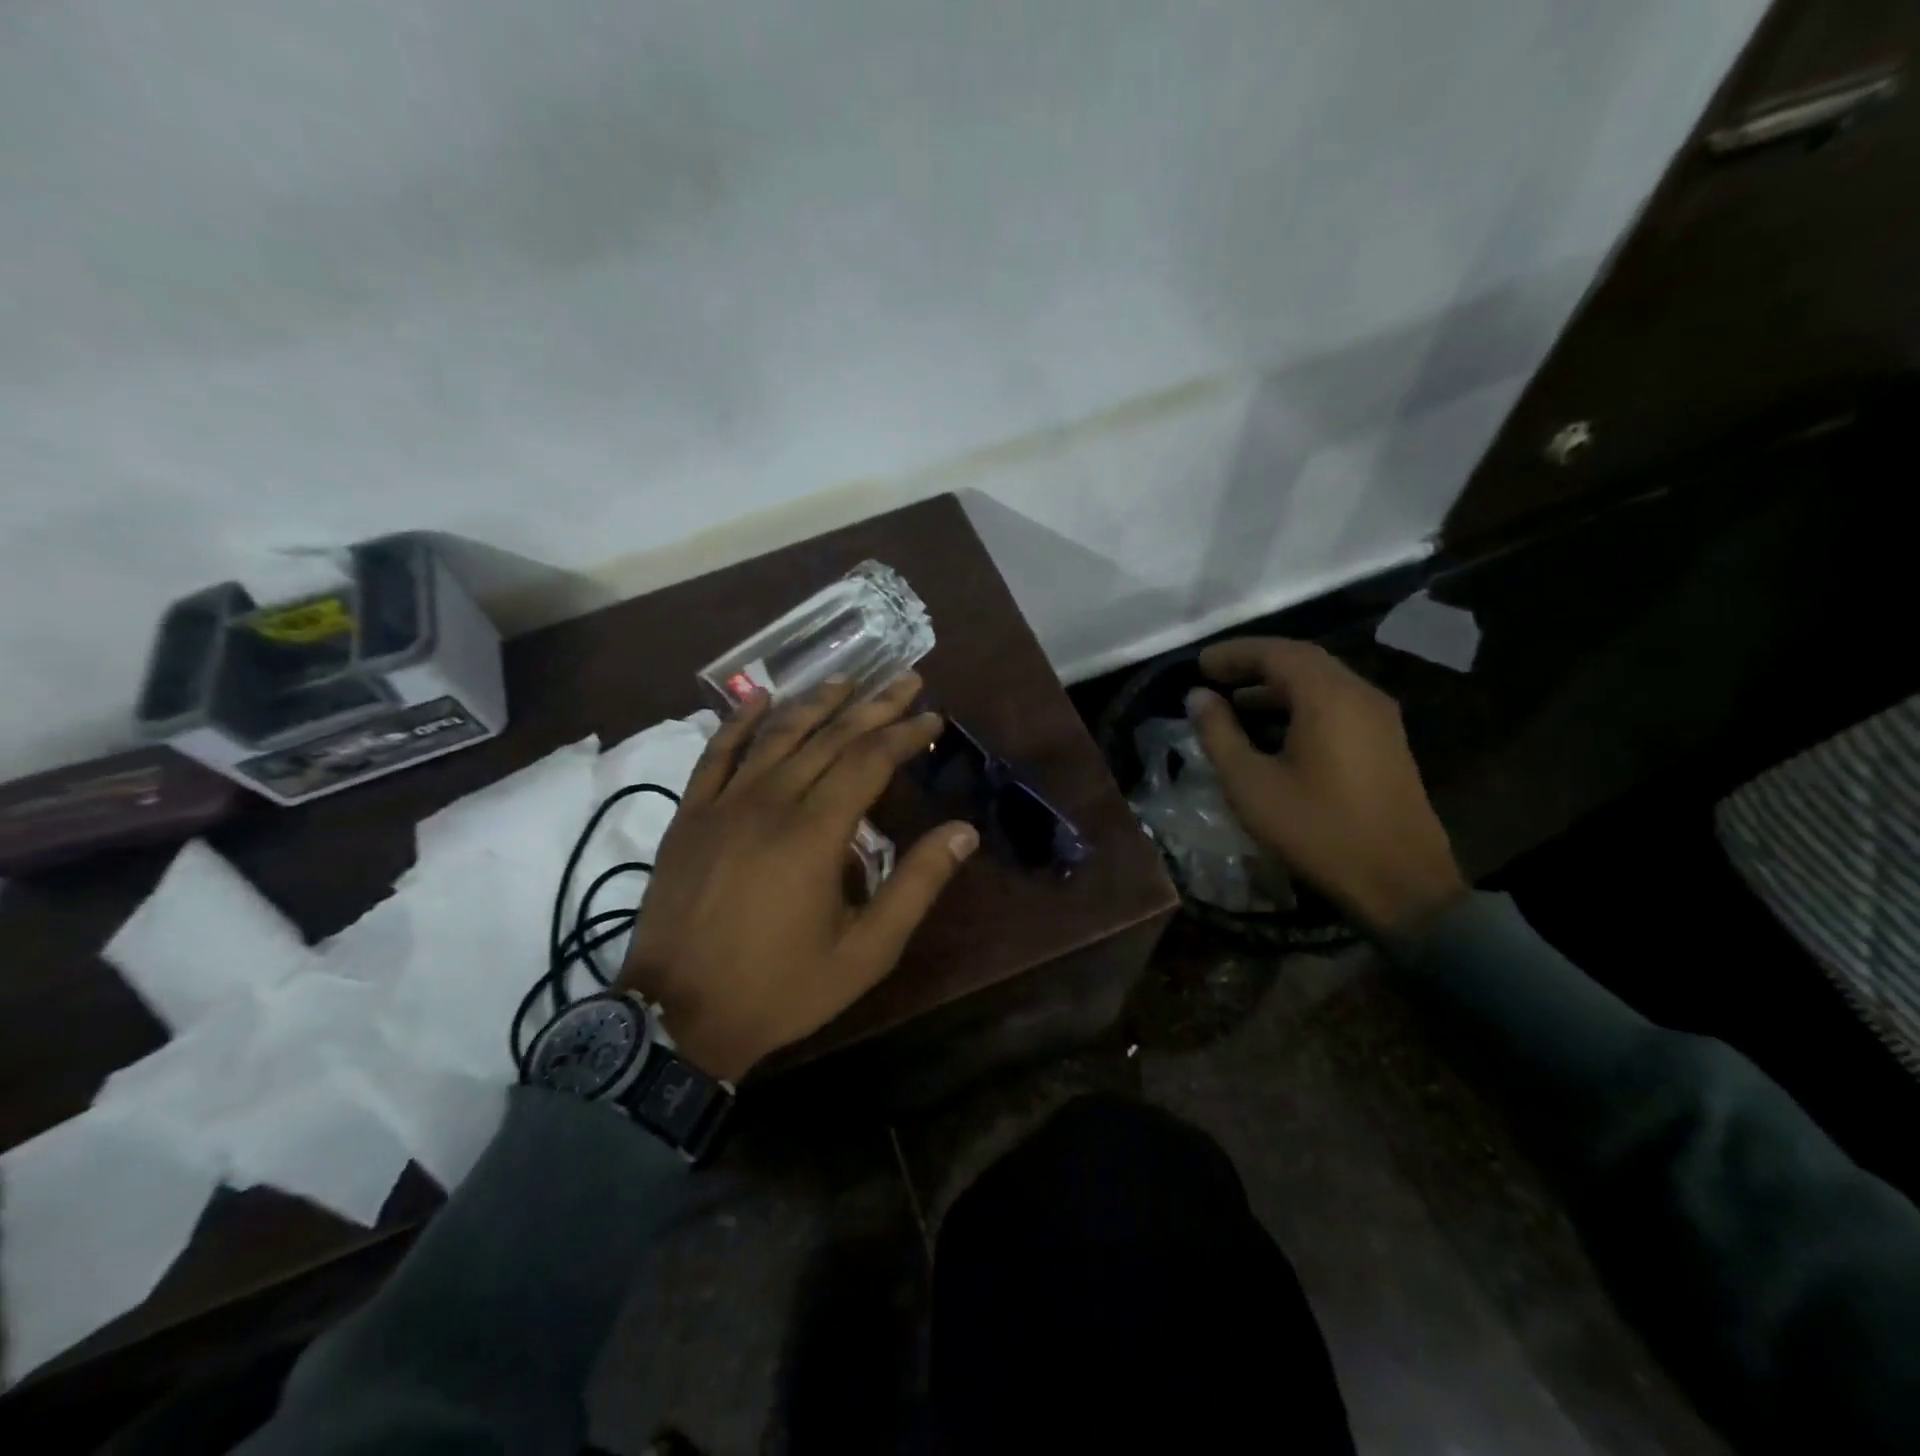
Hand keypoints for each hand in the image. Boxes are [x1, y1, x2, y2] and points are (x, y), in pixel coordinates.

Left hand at [617, 673, 978, 1079]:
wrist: (677, 1018)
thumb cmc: (780, 988)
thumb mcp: (866, 951)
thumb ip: (916, 885)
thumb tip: (963, 832)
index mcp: (815, 833)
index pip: (869, 761)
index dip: (905, 735)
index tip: (932, 718)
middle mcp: (770, 802)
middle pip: (829, 738)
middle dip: (873, 706)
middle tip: (906, 679)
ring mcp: (723, 805)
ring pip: (776, 736)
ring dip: (816, 703)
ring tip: (848, 679)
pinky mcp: (690, 816)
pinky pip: (715, 755)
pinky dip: (739, 722)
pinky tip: (759, 700)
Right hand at [1184, 638, 1466, 937]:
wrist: (1400, 883)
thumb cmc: (1316, 829)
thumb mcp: (1250, 783)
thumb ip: (1219, 733)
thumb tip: (1198, 697)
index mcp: (1327, 696)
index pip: (1275, 652)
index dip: (1233, 653)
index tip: (1199, 664)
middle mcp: (1359, 694)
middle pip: (1302, 660)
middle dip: (1255, 664)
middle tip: (1215, 676)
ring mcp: (1380, 717)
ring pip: (1322, 682)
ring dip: (1277, 685)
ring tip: (1236, 703)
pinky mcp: (1387, 741)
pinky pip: (1337, 704)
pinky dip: (1300, 704)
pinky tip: (1275, 730)